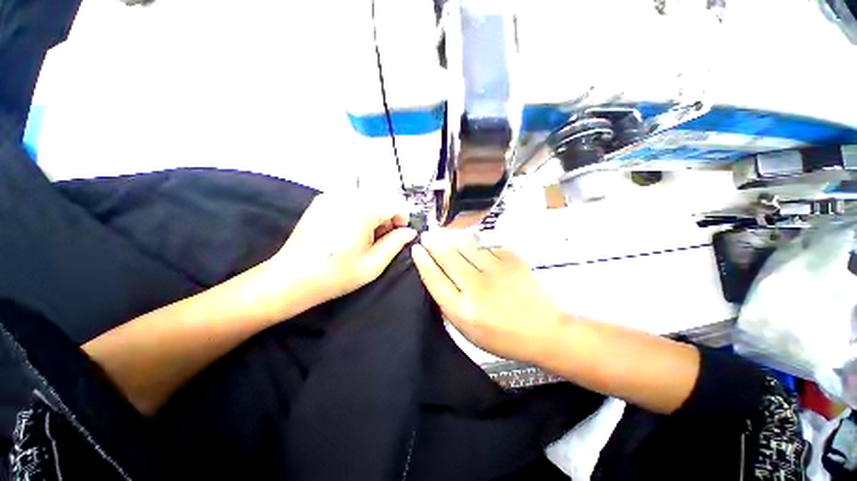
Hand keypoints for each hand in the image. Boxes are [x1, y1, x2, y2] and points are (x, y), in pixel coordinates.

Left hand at [269, 191, 416, 302]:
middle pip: (382, 197)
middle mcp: (348, 196)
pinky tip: (350, 229)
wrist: (292, 278)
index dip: (403, 219)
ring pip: (367, 197)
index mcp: (363, 210)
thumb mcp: (374, 264)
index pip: (397, 203)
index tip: (398, 234)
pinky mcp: (321, 200)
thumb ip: (396, 243)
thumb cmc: (336, 274)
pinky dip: (358, 210)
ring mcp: (332, 195)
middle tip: (381, 238)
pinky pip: (350, 198)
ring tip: (365, 235)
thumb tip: (410, 232)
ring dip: (374, 212)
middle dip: (388, 215)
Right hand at [411, 229, 562, 363]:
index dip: (423, 262)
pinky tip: (471, 241)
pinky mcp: (512, 261)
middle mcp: (476, 288)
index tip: (417, 249)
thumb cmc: (502, 337)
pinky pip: (487, 246)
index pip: (435, 279)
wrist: (544, 331)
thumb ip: (450, 304)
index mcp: (463, 309)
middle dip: (434, 244)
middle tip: (427, 235)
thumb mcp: (468, 331)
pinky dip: (476, 243)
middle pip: (448, 258)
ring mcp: (497, 271)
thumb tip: (437, 277)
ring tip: (443, 233)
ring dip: (452, 239)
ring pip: (466, 247)